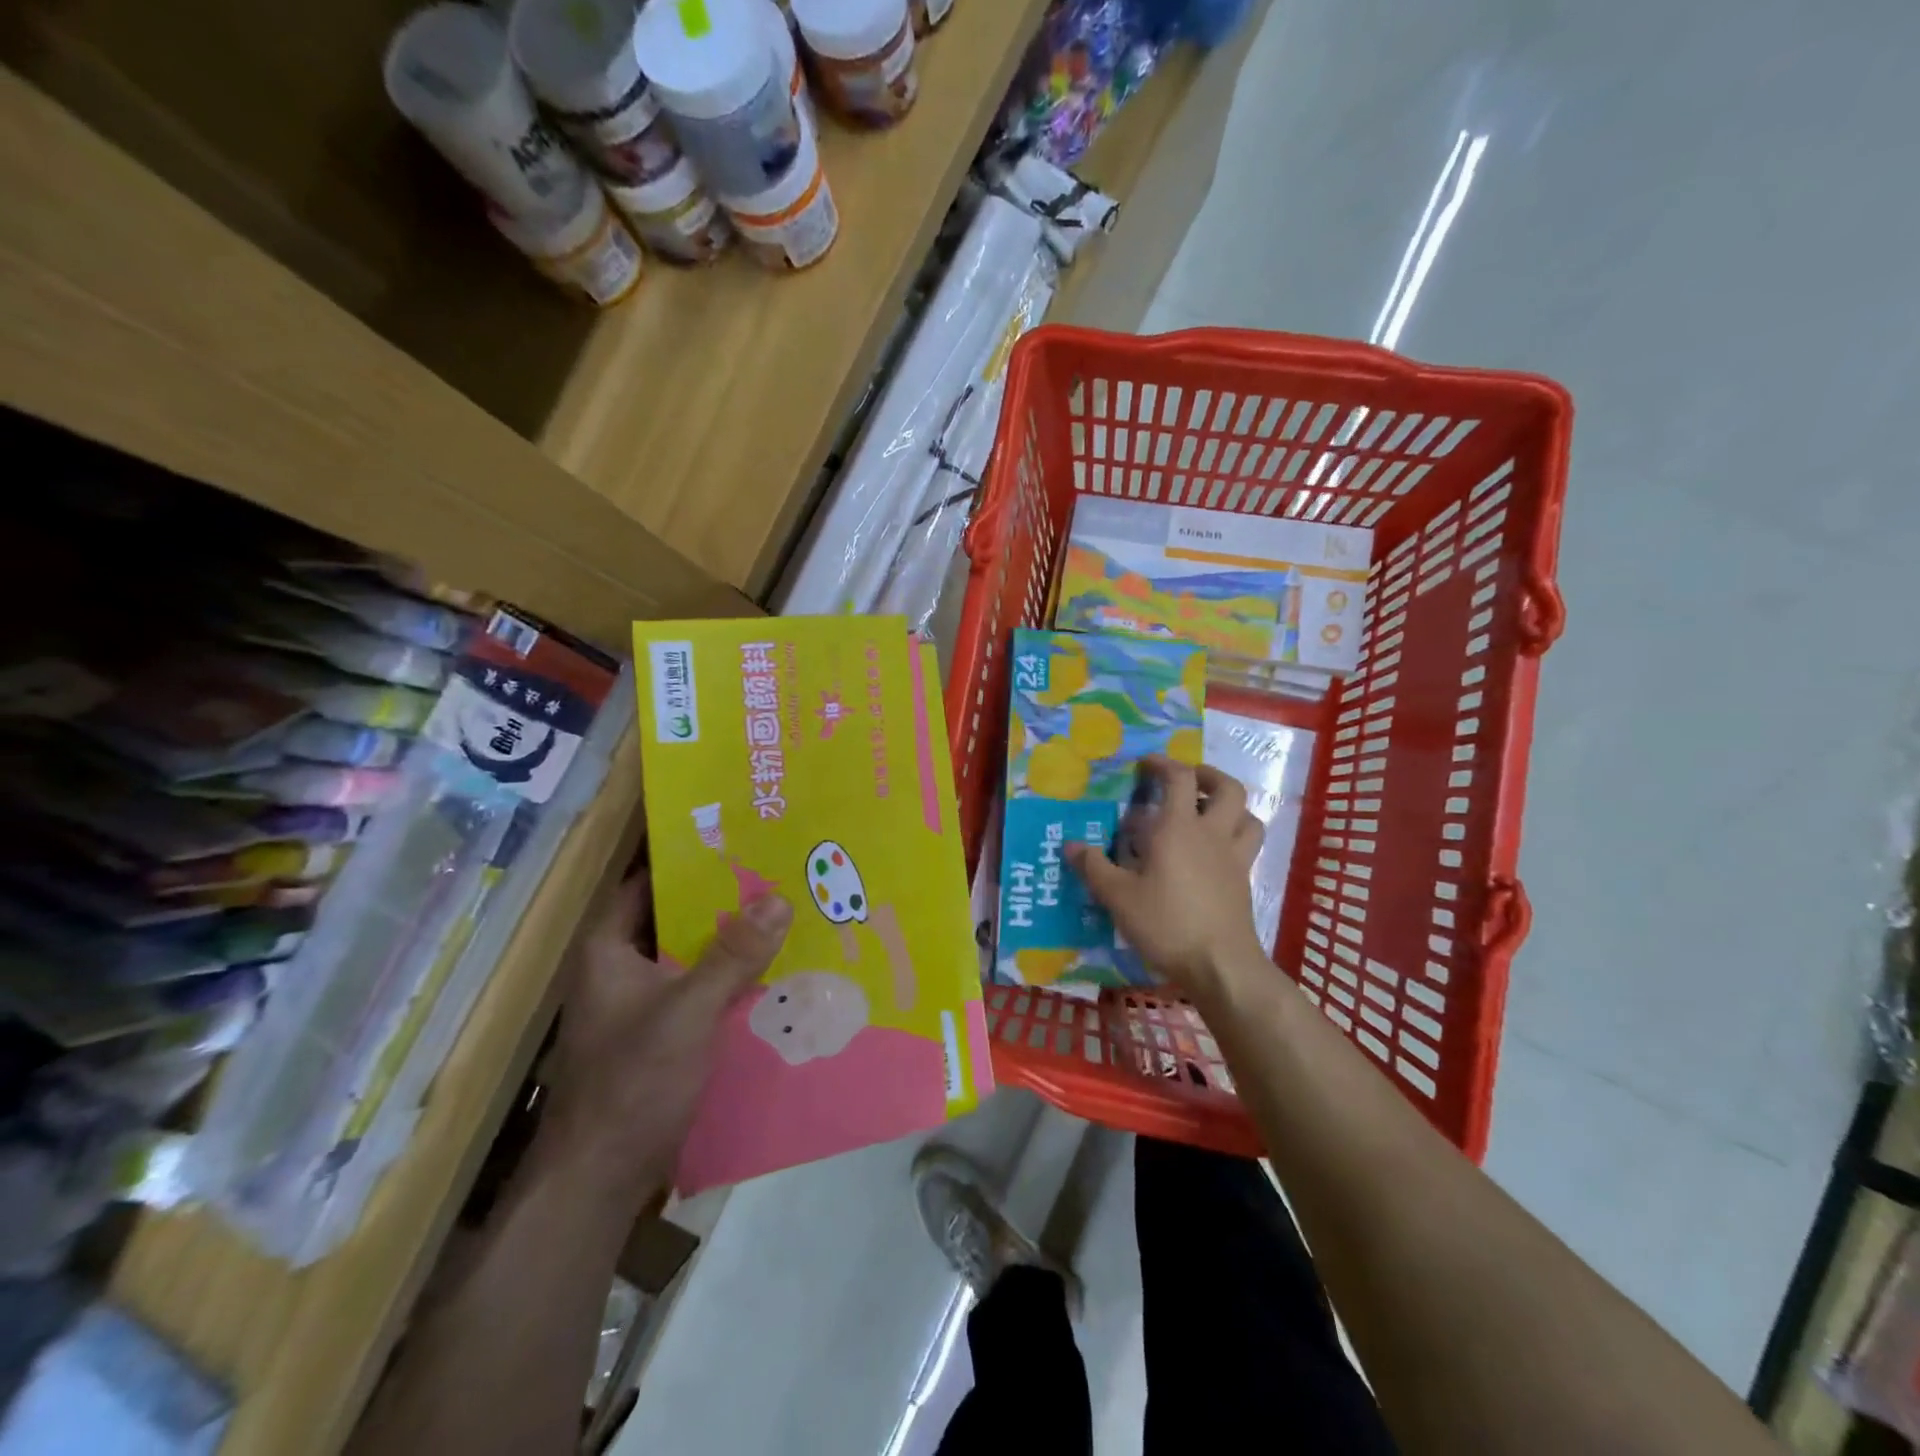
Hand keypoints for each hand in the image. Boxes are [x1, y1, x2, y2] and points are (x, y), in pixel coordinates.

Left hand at [538, 870, 792, 1210]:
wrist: (600, 1180)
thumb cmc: (632, 1082)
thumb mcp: (688, 1011)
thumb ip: (733, 955)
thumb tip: (779, 898)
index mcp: (609, 950)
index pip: (645, 882)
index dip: (684, 858)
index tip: (735, 837)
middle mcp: (621, 968)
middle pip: (673, 917)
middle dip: (721, 897)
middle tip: (774, 870)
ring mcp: (641, 1004)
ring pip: (690, 955)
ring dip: (729, 939)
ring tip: (783, 911)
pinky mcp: (661, 1034)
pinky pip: (699, 989)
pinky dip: (729, 977)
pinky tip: (772, 970)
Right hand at [1066, 755, 1267, 1003]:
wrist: (1220, 964)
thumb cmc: (1166, 923)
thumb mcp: (1118, 897)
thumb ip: (1093, 868)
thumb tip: (1071, 845)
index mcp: (1179, 828)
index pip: (1179, 778)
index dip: (1163, 763)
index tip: (1146, 764)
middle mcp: (1211, 834)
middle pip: (1227, 787)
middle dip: (1207, 775)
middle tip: (1187, 780)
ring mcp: (1233, 857)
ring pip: (1247, 814)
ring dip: (1229, 804)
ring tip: (1208, 811)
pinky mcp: (1244, 881)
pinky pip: (1248, 844)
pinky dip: (1236, 834)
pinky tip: (1215, 851)